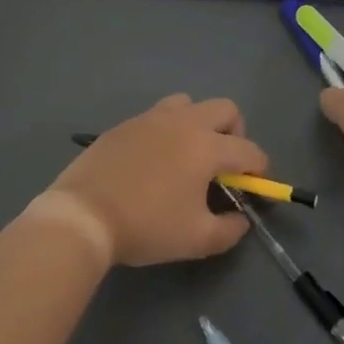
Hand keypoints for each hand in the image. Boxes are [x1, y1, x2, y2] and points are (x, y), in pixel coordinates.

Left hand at [41, 95, 260, 266]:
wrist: (83, 215)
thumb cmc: (146, 227)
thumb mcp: (197, 240)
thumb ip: (229, 229)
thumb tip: (240, 219)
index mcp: (206, 147)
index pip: (249, 150)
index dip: (260, 170)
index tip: (255, 187)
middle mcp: (184, 122)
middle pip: (225, 109)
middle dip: (235, 133)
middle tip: (224, 164)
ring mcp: (151, 118)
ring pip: (189, 103)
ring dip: (199, 123)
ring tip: (188, 155)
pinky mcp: (125, 124)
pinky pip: (157, 116)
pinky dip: (167, 130)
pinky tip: (155, 160)